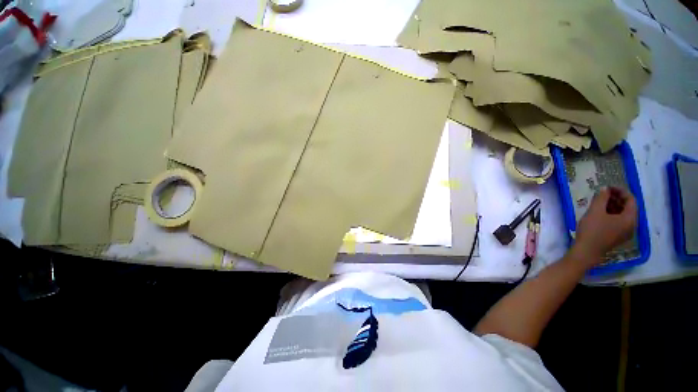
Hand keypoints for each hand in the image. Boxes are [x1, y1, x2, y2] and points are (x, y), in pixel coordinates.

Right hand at [574, 187, 637, 264]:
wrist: (587, 251)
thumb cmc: (592, 230)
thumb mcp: (595, 211)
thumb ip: (601, 198)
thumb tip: (605, 189)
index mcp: (630, 218)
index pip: (631, 200)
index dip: (621, 191)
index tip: (608, 187)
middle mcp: (632, 225)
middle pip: (629, 207)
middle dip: (617, 198)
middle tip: (603, 193)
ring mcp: (625, 232)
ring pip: (623, 215)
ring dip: (614, 206)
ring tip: (600, 202)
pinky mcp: (617, 236)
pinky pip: (619, 221)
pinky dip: (612, 214)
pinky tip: (600, 212)